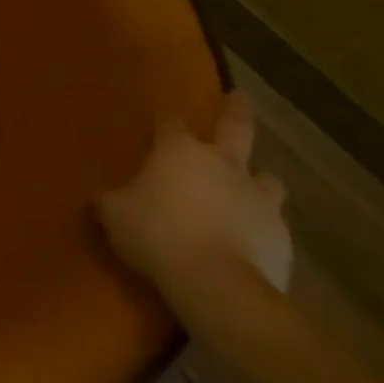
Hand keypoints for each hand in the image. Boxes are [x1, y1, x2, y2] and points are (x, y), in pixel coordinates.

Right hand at [96, 93, 292, 318]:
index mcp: (178, 151)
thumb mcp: (114, 215)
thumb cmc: (157, 235)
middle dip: (236, 111)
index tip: (160, 122)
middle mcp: (223, 164)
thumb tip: (102, 198)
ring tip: (252, 188)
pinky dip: (262, 227)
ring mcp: (257, 198)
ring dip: (258, 180)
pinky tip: (252, 242)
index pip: (169, 123)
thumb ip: (110, 201)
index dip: (164, 122)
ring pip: (267, 178)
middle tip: (240, 97)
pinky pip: (272, 224)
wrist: (218, 285)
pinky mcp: (281, 236)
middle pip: (235, 127)